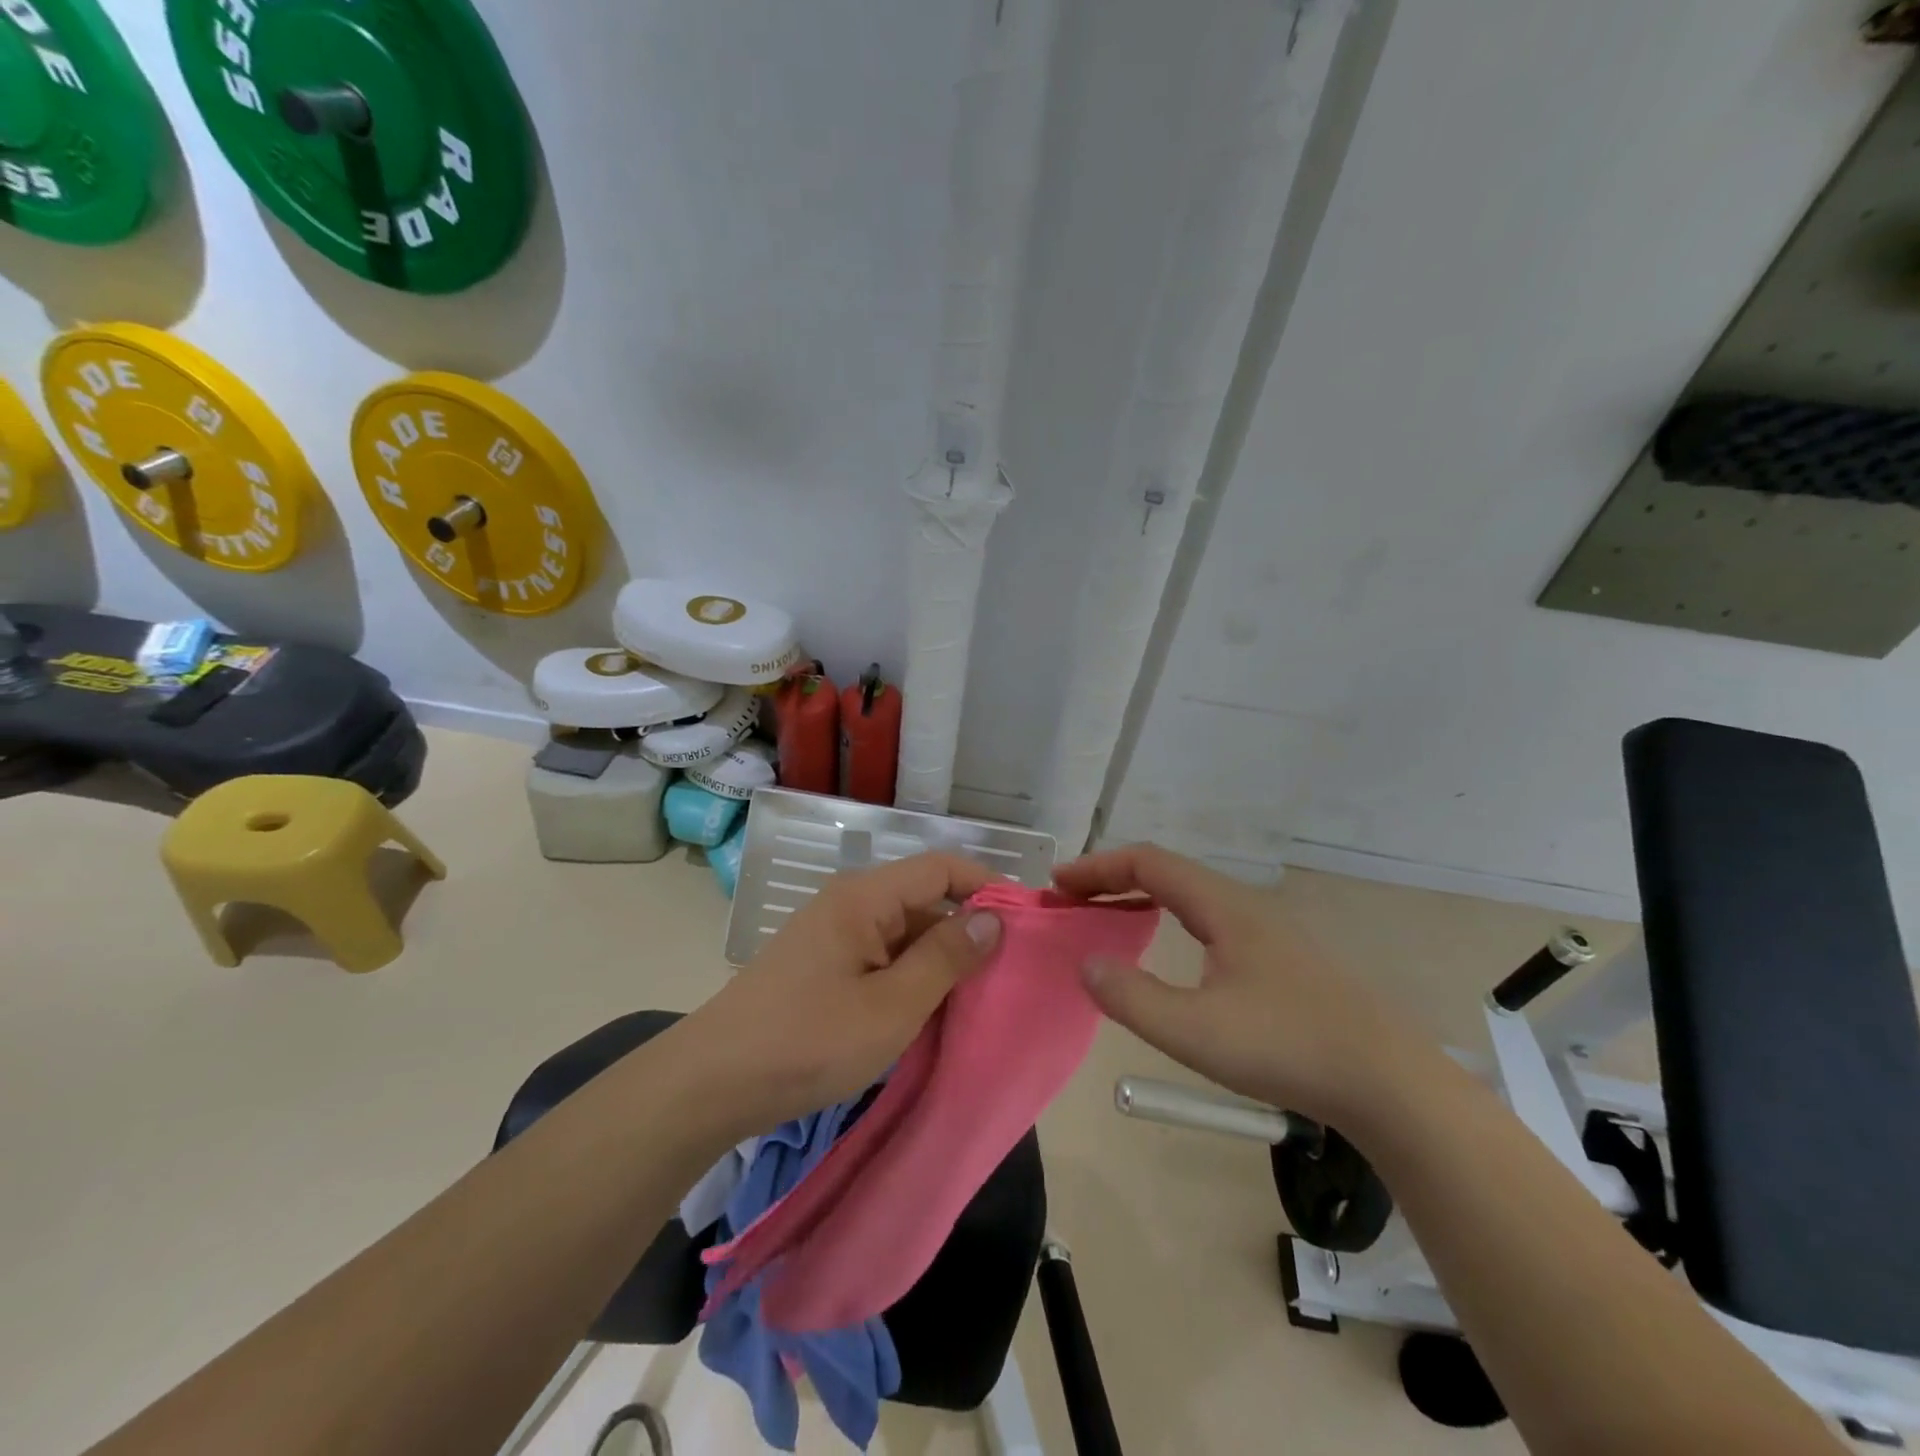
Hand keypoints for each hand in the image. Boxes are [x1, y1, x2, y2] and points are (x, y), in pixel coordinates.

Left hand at [677, 853, 1002, 1136]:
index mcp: (865, 897)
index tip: (1025, 923)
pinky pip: (881, 957)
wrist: (713, 1084)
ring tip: (976, 999)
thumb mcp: (892, 1006)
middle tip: (1008, 973)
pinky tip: (928, 1013)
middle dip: (967, 930)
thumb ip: (946, 958)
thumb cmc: (808, 1041)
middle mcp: (850, 903)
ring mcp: (833, 935)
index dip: (987, 885)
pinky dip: (910, 978)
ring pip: (904, 932)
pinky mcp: (823, 966)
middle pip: (924, 899)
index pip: (941, 867)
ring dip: (939, 960)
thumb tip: (993, 918)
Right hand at [1054, 843, 1439, 1127]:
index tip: (1059, 885)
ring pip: (1191, 896)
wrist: (1391, 1083)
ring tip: (1109, 921)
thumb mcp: (1196, 1031)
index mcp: (1223, 907)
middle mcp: (1244, 906)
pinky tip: (1171, 954)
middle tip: (1074, 902)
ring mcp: (1268, 931)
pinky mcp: (1283, 959)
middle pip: (1168, 872)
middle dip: (1113, 880)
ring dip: (1142, 899)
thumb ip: (1133, 997)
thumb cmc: (1288, 1047)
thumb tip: (1087, 964)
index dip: (1098, 867)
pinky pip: (1210, 920)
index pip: (1148, 863)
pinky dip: (1170, 920)